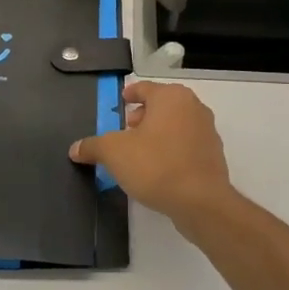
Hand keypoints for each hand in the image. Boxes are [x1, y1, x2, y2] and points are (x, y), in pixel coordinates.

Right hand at [70, 80, 235, 224]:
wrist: (200, 201)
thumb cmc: (156, 165)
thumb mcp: (114, 153)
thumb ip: (93, 146)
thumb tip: (75, 148)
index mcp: (171, 97)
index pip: (144, 88)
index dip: (129, 95)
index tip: (120, 103)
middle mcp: (193, 107)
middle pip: (161, 105)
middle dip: (142, 117)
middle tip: (125, 132)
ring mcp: (207, 131)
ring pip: (175, 125)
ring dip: (157, 134)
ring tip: (139, 153)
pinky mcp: (213, 155)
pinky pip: (186, 145)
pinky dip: (172, 150)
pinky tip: (159, 169)